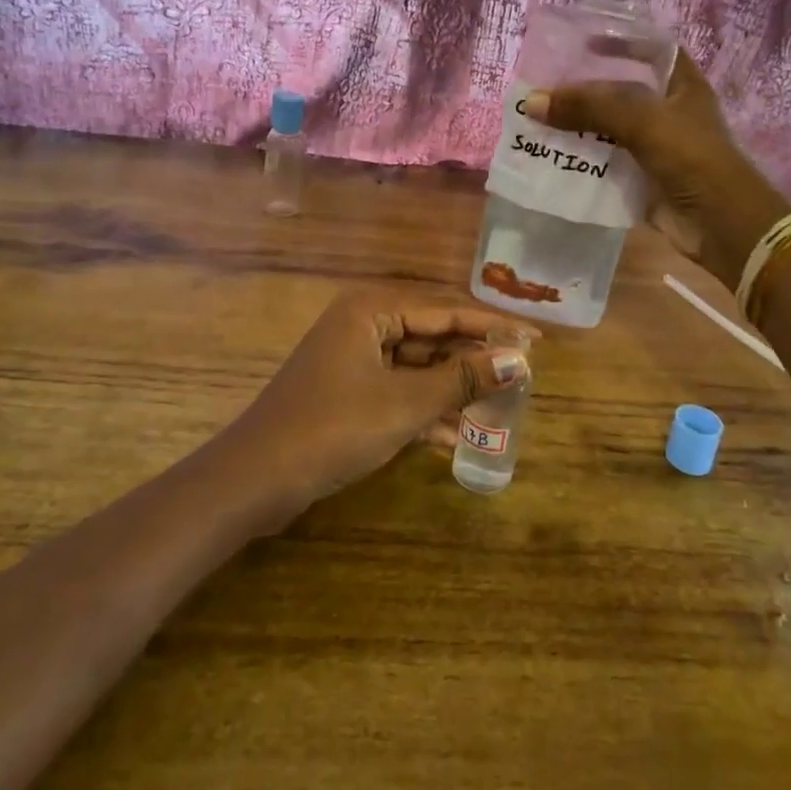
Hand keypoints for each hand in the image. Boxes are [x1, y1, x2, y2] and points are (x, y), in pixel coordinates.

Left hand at [223, 294, 530, 512]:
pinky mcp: (346, 392)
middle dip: (472, 359)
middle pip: (432, 335)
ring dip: (451, 388)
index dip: (493, 327)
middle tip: (520, 377)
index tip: (536, 340)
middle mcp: (362, 324)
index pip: (446, 310)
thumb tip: (520, 361)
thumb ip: (463, 379)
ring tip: (497, 407)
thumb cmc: (333, 428)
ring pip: (416, 366)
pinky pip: (397, 390)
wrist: (255, 480)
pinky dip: (424, 409)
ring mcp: (352, 359)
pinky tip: (456, 436)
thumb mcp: (405, 403)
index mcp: (371, 309)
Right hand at [525, 49, 790, 287]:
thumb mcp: (643, 120)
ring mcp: (653, 146)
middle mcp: (667, 111)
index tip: (582, 42)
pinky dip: (578, 158)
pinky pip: (602, 161)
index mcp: (682, 85)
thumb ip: (589, 107)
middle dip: (584, 88)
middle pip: (619, 90)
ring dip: (575, 125)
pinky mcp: (639, 178)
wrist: (719, 226)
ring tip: (536, 116)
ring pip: (606, 127)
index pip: (650, 49)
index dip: (620, 41)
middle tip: (544, 83)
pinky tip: (548, 153)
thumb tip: (533, 102)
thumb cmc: (692, 158)